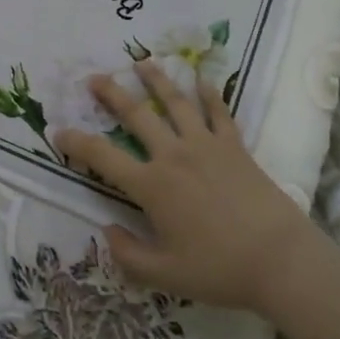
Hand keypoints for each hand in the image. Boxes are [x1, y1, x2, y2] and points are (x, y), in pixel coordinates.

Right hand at [55, 62, 321, 314]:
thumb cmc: (219, 270)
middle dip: (112, 94)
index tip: (58, 132)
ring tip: (142, 62)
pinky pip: (219, 113)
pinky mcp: (235, 147)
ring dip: (157, 80)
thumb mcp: (164, 276)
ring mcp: (206, 146)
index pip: (103, 157)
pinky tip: (202, 79)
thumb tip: (107, 230)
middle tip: (95, 78)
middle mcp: (174, 156)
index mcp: (151, 186)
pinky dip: (210, 94)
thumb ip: (128, 255)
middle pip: (137, 116)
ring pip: (176, 103)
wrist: (280, 260)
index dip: (77, 143)